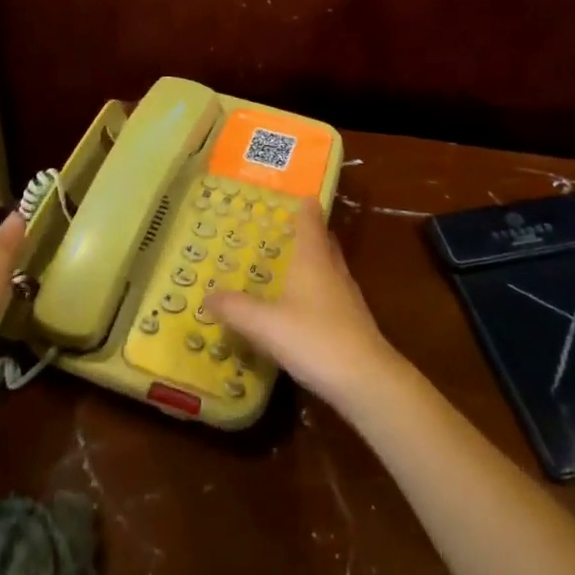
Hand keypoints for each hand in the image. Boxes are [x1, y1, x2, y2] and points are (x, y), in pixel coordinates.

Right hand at [206, 200, 398, 406]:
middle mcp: (332, 270)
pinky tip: (301, 306)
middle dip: (307, 232)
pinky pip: (331, 293)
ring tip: (288, 264)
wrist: (366, 380)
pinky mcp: (352, 321)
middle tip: (283, 229)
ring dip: (312, 261)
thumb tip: (208, 296)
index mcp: (313, 258)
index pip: (310, 220)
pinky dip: (316, 290)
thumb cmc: (314, 338)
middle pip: (323, 241)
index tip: (295, 194)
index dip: (304, 205)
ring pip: (329, 267)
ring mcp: (347, 296)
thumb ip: (235, 308)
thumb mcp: (265, 324)